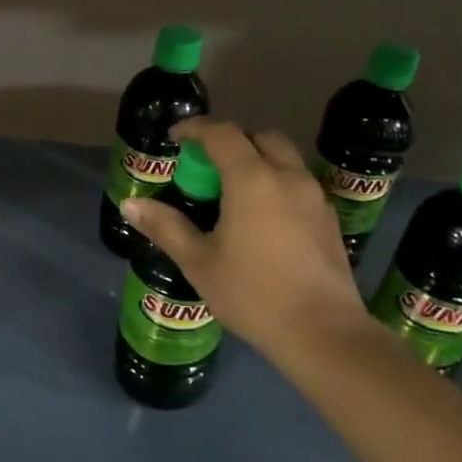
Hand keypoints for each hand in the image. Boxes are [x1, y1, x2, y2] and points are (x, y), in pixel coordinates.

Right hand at [122, 118, 380, 368]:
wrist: (323, 333)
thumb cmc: (253, 294)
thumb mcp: (199, 262)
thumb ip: (166, 227)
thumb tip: (131, 204)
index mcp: (252, 180)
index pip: (222, 133)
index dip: (195, 128)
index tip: (175, 137)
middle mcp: (287, 177)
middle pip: (260, 138)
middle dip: (231, 141)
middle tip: (207, 166)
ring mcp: (314, 197)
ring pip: (285, 159)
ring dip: (258, 160)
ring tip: (234, 191)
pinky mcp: (330, 219)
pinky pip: (299, 183)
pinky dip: (277, 182)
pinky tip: (264, 218)